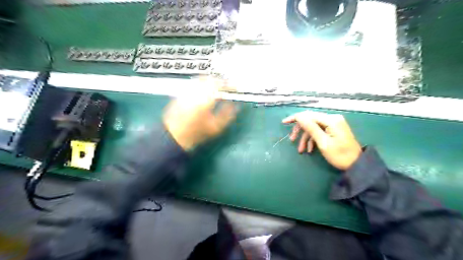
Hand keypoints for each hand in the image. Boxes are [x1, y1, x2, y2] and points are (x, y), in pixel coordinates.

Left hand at [164, 78, 235, 150]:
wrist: (174, 136)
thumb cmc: (196, 133)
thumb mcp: (216, 127)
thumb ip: (228, 115)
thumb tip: (236, 106)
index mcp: (206, 99)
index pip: (221, 85)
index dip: (230, 85)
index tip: (235, 88)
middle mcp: (196, 92)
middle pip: (211, 79)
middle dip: (221, 81)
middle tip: (227, 86)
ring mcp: (188, 91)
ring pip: (202, 79)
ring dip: (212, 81)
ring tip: (218, 87)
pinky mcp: (182, 94)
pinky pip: (195, 84)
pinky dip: (203, 84)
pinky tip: (206, 91)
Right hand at [282, 110, 360, 168]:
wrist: (357, 165)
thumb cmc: (340, 155)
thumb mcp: (323, 143)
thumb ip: (311, 128)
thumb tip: (299, 116)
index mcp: (331, 120)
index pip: (308, 114)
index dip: (295, 118)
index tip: (284, 123)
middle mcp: (332, 118)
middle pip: (310, 120)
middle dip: (300, 131)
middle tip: (291, 140)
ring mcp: (333, 124)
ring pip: (313, 127)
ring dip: (306, 138)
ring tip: (301, 150)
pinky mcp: (334, 130)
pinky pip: (319, 131)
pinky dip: (313, 139)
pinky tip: (310, 150)